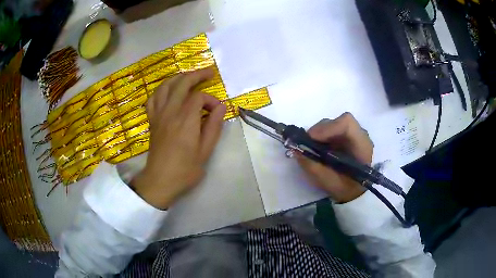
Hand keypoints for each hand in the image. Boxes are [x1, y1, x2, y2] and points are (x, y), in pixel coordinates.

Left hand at [131, 68, 226, 209]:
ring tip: (189, 77)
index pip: (198, 97)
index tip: (217, 110)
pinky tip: (168, 91)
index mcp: (185, 120)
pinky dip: (161, 90)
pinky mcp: (152, 120)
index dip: (210, 99)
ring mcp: (158, 115)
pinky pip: (153, 98)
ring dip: (178, 78)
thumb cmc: (185, 170)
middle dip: (197, 75)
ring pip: (165, 86)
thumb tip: (221, 107)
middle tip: (209, 72)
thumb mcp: (205, 151)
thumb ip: (214, 126)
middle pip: (182, 83)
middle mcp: (170, 112)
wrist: (160, 181)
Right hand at [296, 113, 372, 202]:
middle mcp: (360, 135)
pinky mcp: (348, 136)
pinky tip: (319, 148)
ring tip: (312, 148)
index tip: (311, 139)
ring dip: (319, 134)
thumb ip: (313, 166)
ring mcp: (355, 134)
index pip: (346, 124)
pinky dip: (322, 136)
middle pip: (337, 122)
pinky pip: (333, 129)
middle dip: (319, 131)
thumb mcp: (328, 182)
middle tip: (306, 144)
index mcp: (362, 145)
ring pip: (334, 123)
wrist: (356, 192)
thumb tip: (296, 150)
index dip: (326, 128)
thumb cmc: (346, 189)